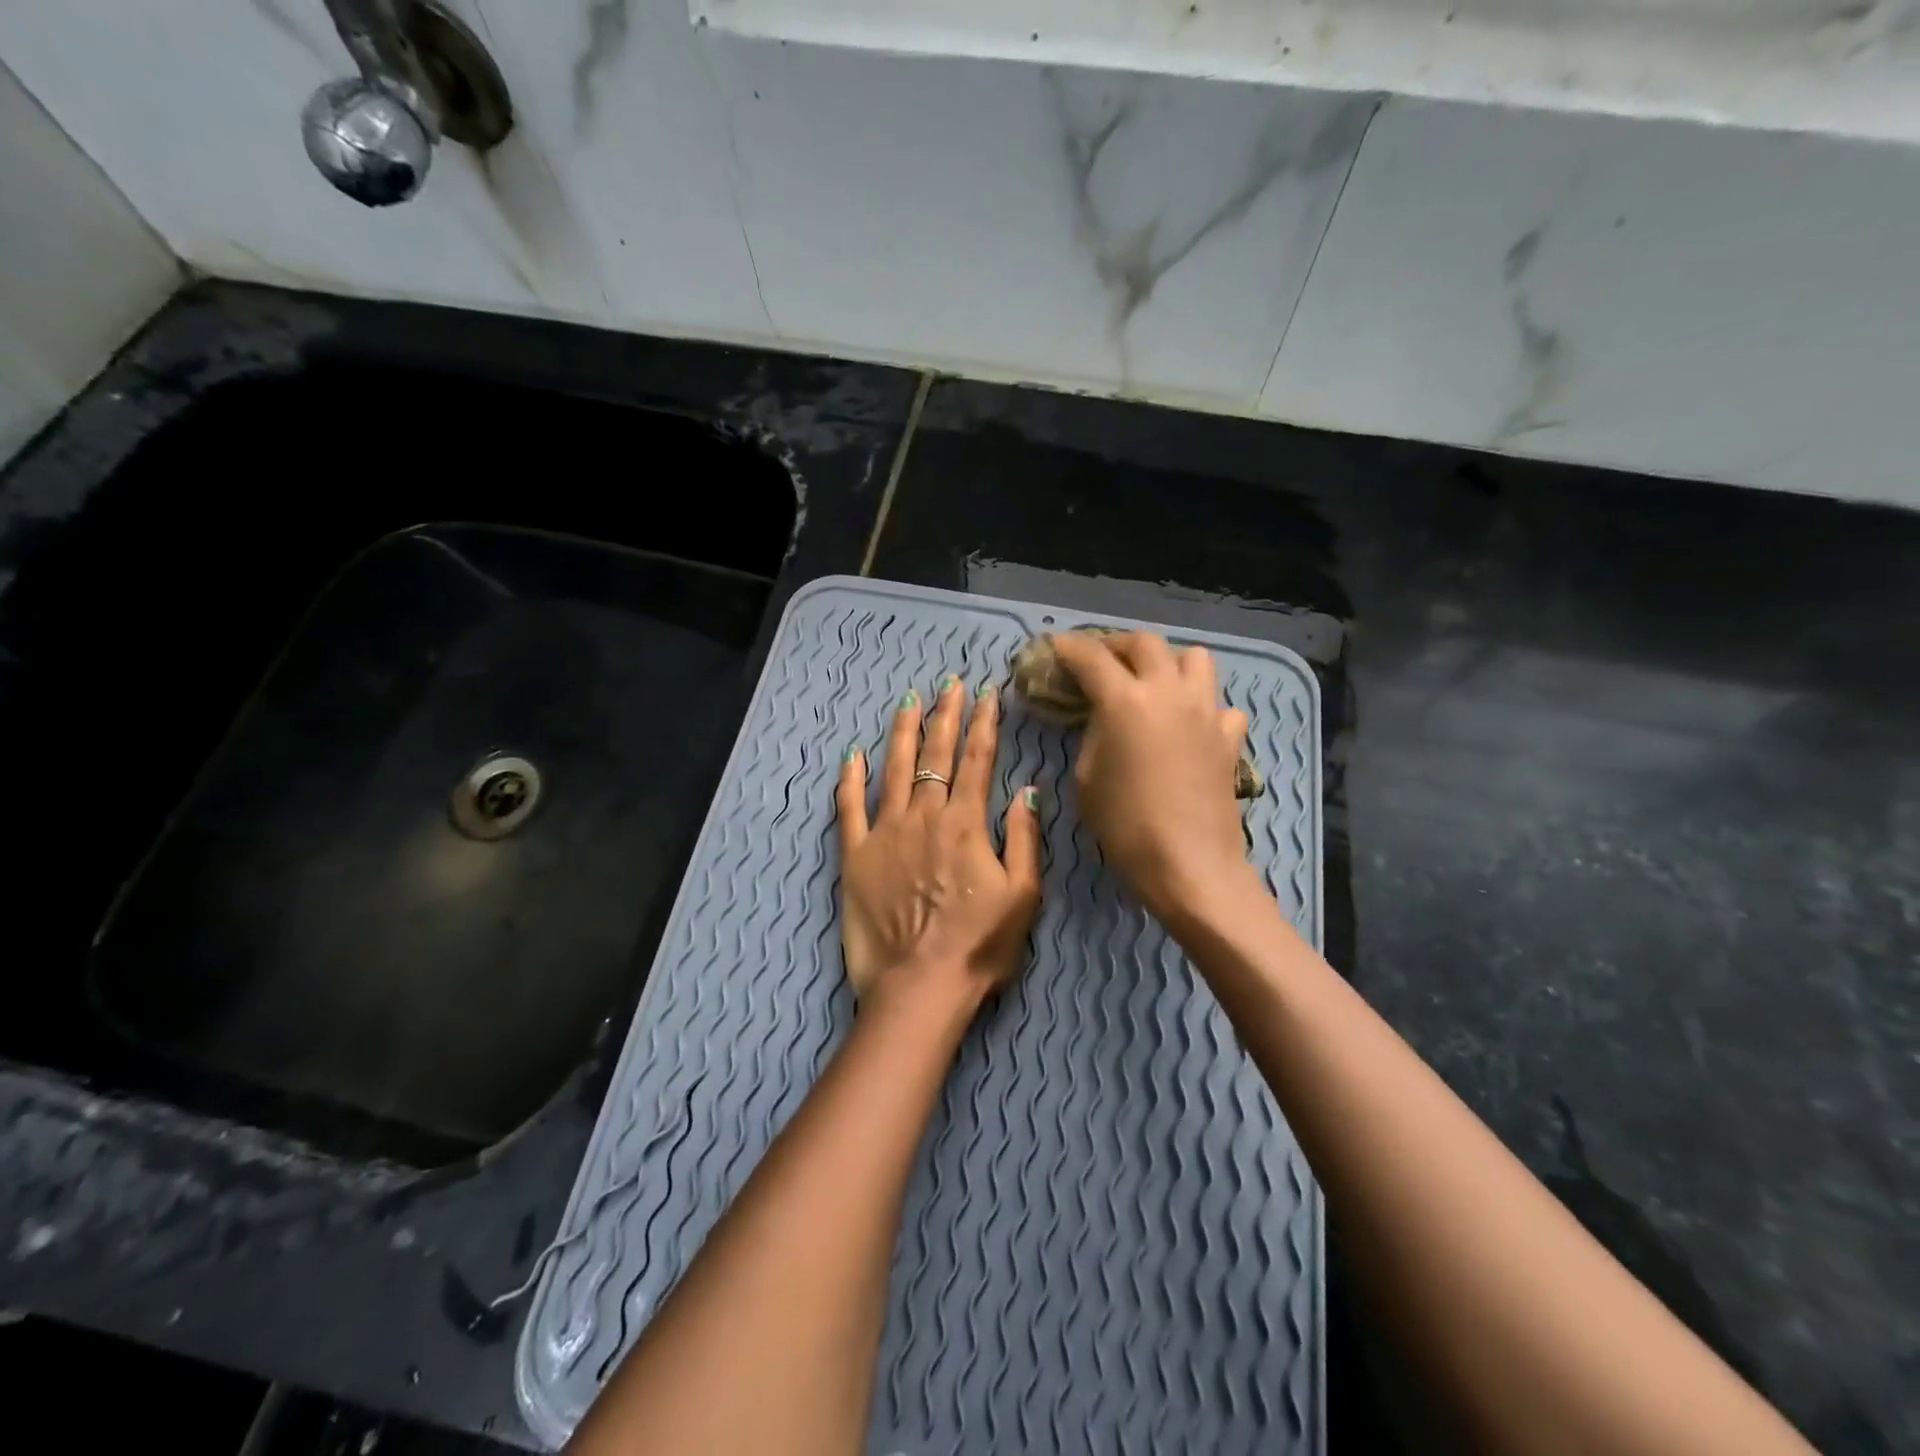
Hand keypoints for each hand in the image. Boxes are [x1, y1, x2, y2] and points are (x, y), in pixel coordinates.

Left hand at [835, 675, 1041, 1014]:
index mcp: (966, 824)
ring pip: (894, 769)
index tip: (987, 694)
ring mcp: (885, 833)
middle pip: (936, 754)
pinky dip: (850, 778)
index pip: (978, 760)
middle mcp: (925, 817)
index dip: (984, 723)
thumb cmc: (980, 946)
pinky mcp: (855, 855)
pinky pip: (849, 808)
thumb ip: (1024, 837)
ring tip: (908, 701)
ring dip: (902, 732)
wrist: (920, 987)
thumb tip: (1026, 788)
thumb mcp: (1024, 895)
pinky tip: (852, 753)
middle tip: (949, 685)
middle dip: (945, 715)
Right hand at [1048, 632, 1253, 925]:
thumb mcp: (1087, 778)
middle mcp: (1168, 692)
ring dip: (1167, 662)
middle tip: (1100, 661)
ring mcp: (1205, 711)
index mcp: (1125, 700)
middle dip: (1116, 645)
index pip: (1090, 656)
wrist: (1190, 864)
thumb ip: (1093, 735)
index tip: (1055, 647)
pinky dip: (1202, 706)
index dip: (1068, 646)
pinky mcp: (1229, 736)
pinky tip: (1190, 726)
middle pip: (1144, 642)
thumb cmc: (1126, 826)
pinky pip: (1219, 704)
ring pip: (1193, 657)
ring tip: (1152, 682)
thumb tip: (1103, 718)